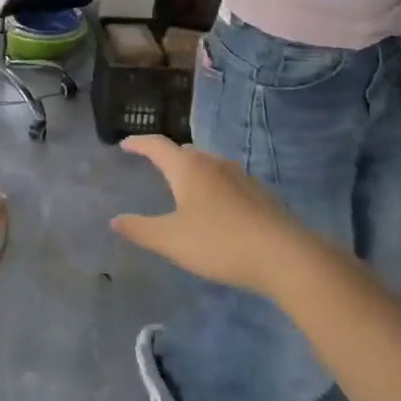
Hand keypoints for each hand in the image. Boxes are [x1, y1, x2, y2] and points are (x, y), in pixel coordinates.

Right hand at [110, 136, 311, 294]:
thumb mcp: (171, 240)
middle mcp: (214, 164)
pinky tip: (216, 207)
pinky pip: (227, 180)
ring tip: (183, 186)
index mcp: (188, 168)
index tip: (125, 145)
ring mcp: (241, 177)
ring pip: (209, 164)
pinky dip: (213, 185)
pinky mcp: (260, 194)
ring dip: (192, 170)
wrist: (285, 257)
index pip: (157, 146)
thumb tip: (115, 220)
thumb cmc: (219, 243)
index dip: (138, 143)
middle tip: (153, 165)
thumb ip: (140, 229)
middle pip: (185, 151)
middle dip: (167, 156)